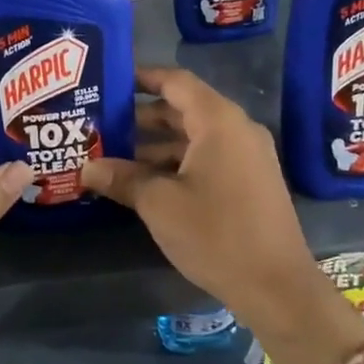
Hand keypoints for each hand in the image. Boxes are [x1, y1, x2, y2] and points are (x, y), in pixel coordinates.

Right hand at [81, 66, 363, 363]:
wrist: (277, 287)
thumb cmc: (216, 234)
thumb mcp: (159, 204)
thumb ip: (122, 178)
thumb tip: (86, 168)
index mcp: (218, 121)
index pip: (175, 81)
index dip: (142, 77)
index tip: (110, 80)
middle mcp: (237, 129)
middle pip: (183, 108)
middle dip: (141, 116)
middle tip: (101, 122)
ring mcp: (247, 155)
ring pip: (194, 136)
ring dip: (156, 143)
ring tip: (113, 154)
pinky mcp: (250, 180)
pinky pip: (208, 156)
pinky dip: (177, 161)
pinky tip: (145, 180)